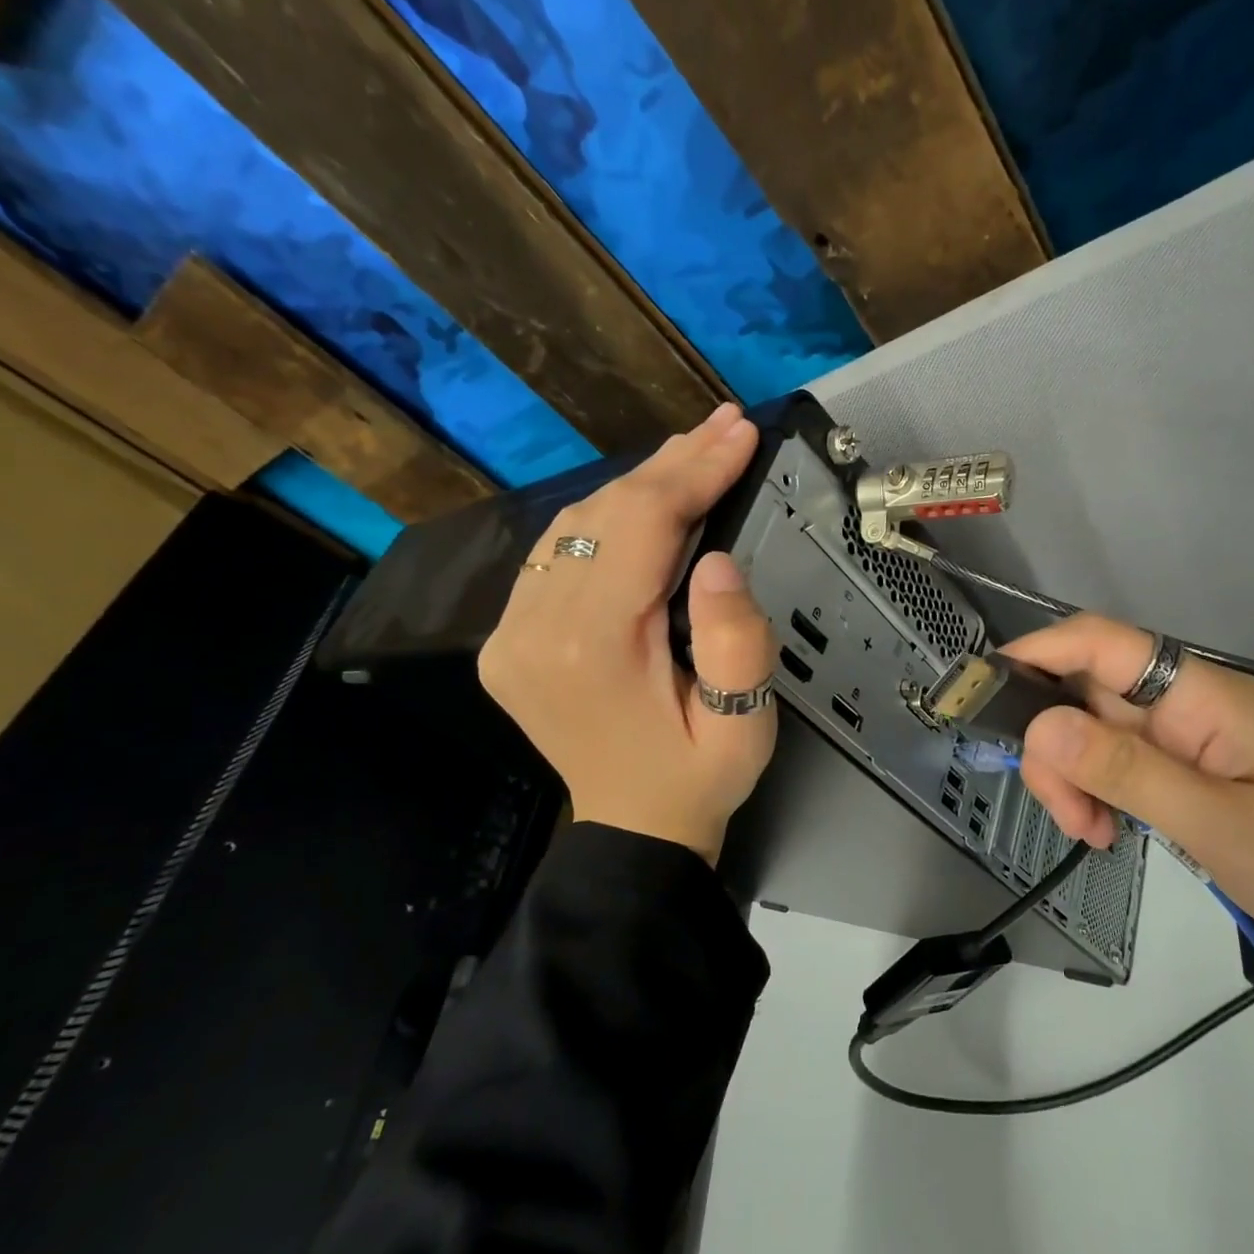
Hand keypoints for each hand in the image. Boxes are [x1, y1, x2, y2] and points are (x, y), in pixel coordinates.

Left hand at [478, 404, 778, 864]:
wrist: (632, 827)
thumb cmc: (696, 779)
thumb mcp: (744, 724)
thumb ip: (738, 642)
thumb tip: (719, 559)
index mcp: (592, 646)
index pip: (643, 525)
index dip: (695, 471)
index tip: (740, 434)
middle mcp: (534, 628)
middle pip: (605, 514)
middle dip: (672, 464)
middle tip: (725, 426)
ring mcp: (511, 631)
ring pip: (575, 523)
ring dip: (637, 484)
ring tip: (694, 453)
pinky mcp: (509, 636)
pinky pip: (555, 552)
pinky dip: (604, 518)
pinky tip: (643, 501)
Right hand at [1003, 615, 1253, 1072]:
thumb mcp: (1222, 825)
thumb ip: (1125, 772)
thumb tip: (1041, 723)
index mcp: (1199, 696)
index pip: (1098, 642)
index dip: (1035, 652)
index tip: (983, 695)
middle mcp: (1190, 709)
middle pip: (1088, 695)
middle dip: (1055, 745)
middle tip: (1065, 813)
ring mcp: (1196, 748)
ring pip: (1102, 738)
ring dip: (1077, 778)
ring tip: (1090, 836)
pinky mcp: (1205, 785)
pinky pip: (1130, 774)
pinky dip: (1105, 798)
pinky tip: (1109, 836)